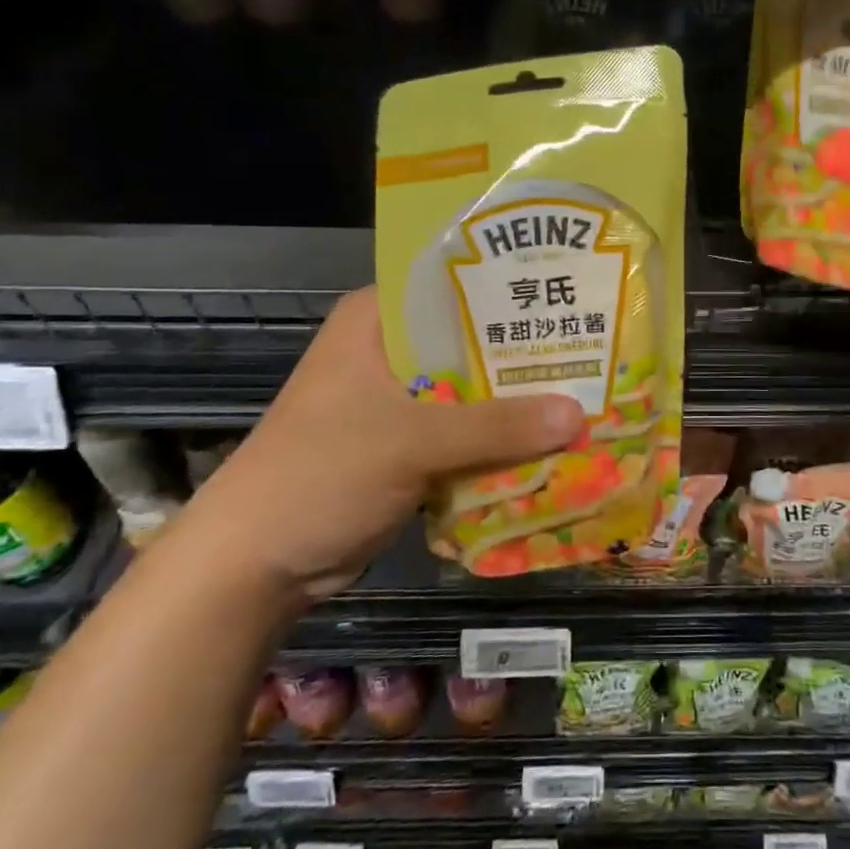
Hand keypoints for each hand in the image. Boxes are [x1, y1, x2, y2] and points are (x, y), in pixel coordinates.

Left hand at [171, 287, 584, 601]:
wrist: (253, 567)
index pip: (455, 281)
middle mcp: (390, 349)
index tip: (570, 285)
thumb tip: (580, 413)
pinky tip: (553, 437)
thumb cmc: (320, 474)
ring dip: (519, 397)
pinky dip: (502, 437)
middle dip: (527, 348)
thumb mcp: (411, 441)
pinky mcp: (408, 444)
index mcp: (377, 320)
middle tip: (595, 343)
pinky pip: (468, 429)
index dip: (512, 283)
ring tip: (589, 386)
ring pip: (474, 387)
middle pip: (472, 339)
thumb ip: (497, 426)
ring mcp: (399, 400)